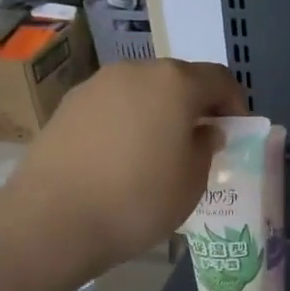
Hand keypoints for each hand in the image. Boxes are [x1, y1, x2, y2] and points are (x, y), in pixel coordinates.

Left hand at [8, 59, 247, 272]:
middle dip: (194, 105)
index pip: (219, 79)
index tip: (235, 131)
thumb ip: (206, 148)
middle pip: (177, 79)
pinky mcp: (68, 105)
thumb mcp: (192, 182)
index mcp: (175, 83)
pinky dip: (126, 121)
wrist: (54, 219)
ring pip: (141, 91)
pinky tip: (121, 156)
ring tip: (157, 150)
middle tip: (198, 141)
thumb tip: (204, 131)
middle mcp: (135, 71)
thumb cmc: (138, 201)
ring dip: (157, 111)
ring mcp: (97, 85)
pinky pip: (112, 106)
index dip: (234, 103)